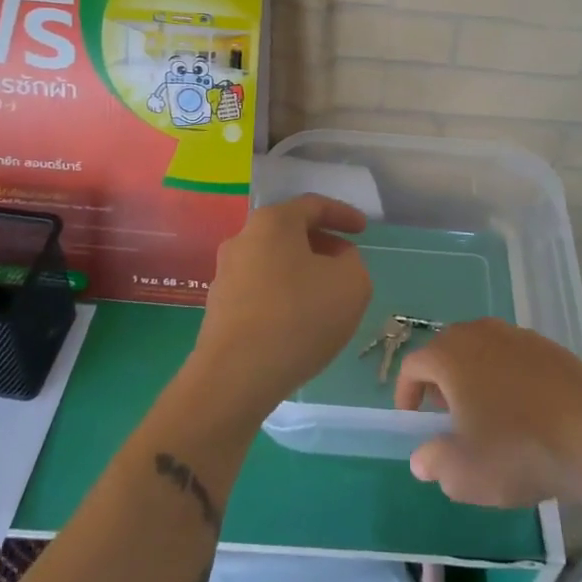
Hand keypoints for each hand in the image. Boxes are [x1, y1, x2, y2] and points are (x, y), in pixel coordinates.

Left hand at [187, 195, 371, 422]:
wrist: (235, 376)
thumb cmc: (299, 317)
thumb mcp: (352, 284)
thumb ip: (353, 262)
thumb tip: (336, 262)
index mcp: (273, 222)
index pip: (313, 205)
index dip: (343, 214)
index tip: (363, 231)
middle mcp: (243, 239)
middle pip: (290, 232)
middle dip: (322, 244)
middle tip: (346, 263)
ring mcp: (225, 274)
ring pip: (274, 262)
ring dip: (302, 272)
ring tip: (326, 296)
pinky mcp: (218, 307)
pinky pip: (260, 289)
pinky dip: (284, 295)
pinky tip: (299, 321)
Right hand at [395, 320, 581, 506]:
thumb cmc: (516, 450)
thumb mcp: (463, 473)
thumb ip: (434, 462)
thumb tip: (423, 458)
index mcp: (451, 355)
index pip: (414, 364)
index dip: (406, 393)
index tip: (412, 421)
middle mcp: (480, 333)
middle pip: (448, 350)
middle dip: (441, 382)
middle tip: (447, 418)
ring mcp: (518, 336)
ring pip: (483, 351)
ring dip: (475, 377)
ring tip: (486, 415)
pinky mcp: (550, 348)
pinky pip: (514, 358)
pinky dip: (508, 378)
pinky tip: (524, 412)